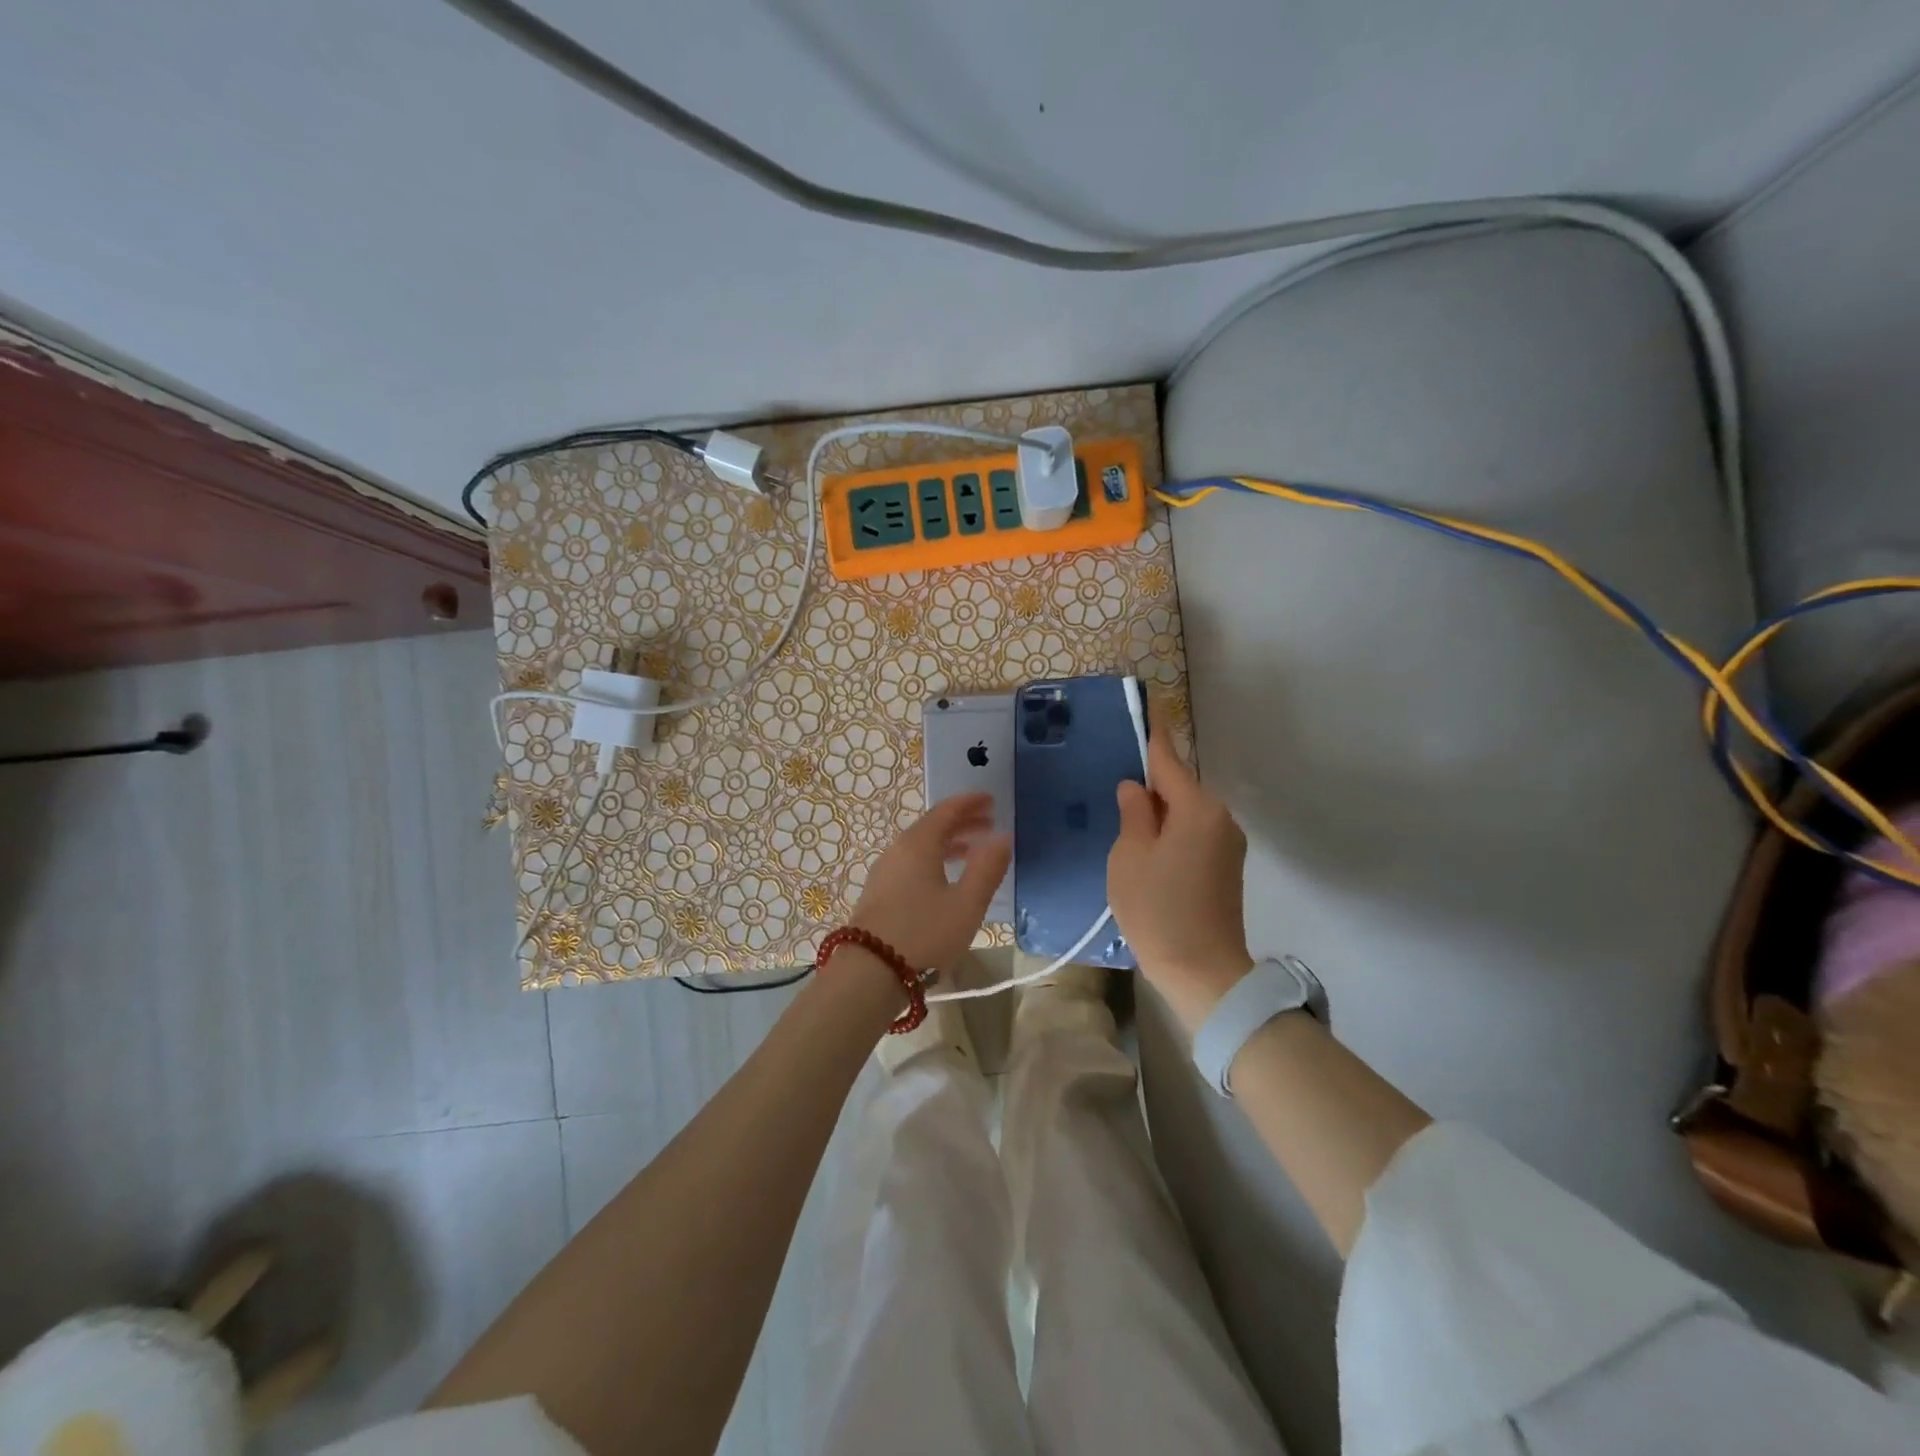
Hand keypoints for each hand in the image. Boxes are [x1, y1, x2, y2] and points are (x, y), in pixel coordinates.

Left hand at [852, 792, 1010, 971]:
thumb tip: (1003, 837)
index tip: (991, 800)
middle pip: (933, 826)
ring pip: (921, 845)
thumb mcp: (967, 903)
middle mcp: (899, 849)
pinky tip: (945, 878)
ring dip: (949, 843)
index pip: (946, 810)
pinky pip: (912, 862)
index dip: (970, 803)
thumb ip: (987, 868)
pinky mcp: (880, 892)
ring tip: (973, 851)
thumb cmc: (925, 932)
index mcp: (919, 844)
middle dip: (962, 822)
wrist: (870, 969)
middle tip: (989, 824)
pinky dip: (934, 858)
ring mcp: (885, 871)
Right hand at [1108, 704, 1254, 1032]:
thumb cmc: (1158, 909)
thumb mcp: (1129, 857)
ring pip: (1185, 813)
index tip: (1149, 704)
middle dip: (1150, 784)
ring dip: (1159, 814)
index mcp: (1196, 809)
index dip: (1154, 733)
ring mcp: (1228, 844)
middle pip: (1179, 787)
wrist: (1203, 972)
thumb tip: (1136, 788)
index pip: (1169, 760)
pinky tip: (1148, 852)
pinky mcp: (1227, 867)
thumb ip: (1133, 814)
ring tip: (1125, 826)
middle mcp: (1220, 818)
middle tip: (1115, 788)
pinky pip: (1193, 834)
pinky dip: (1171, 833)